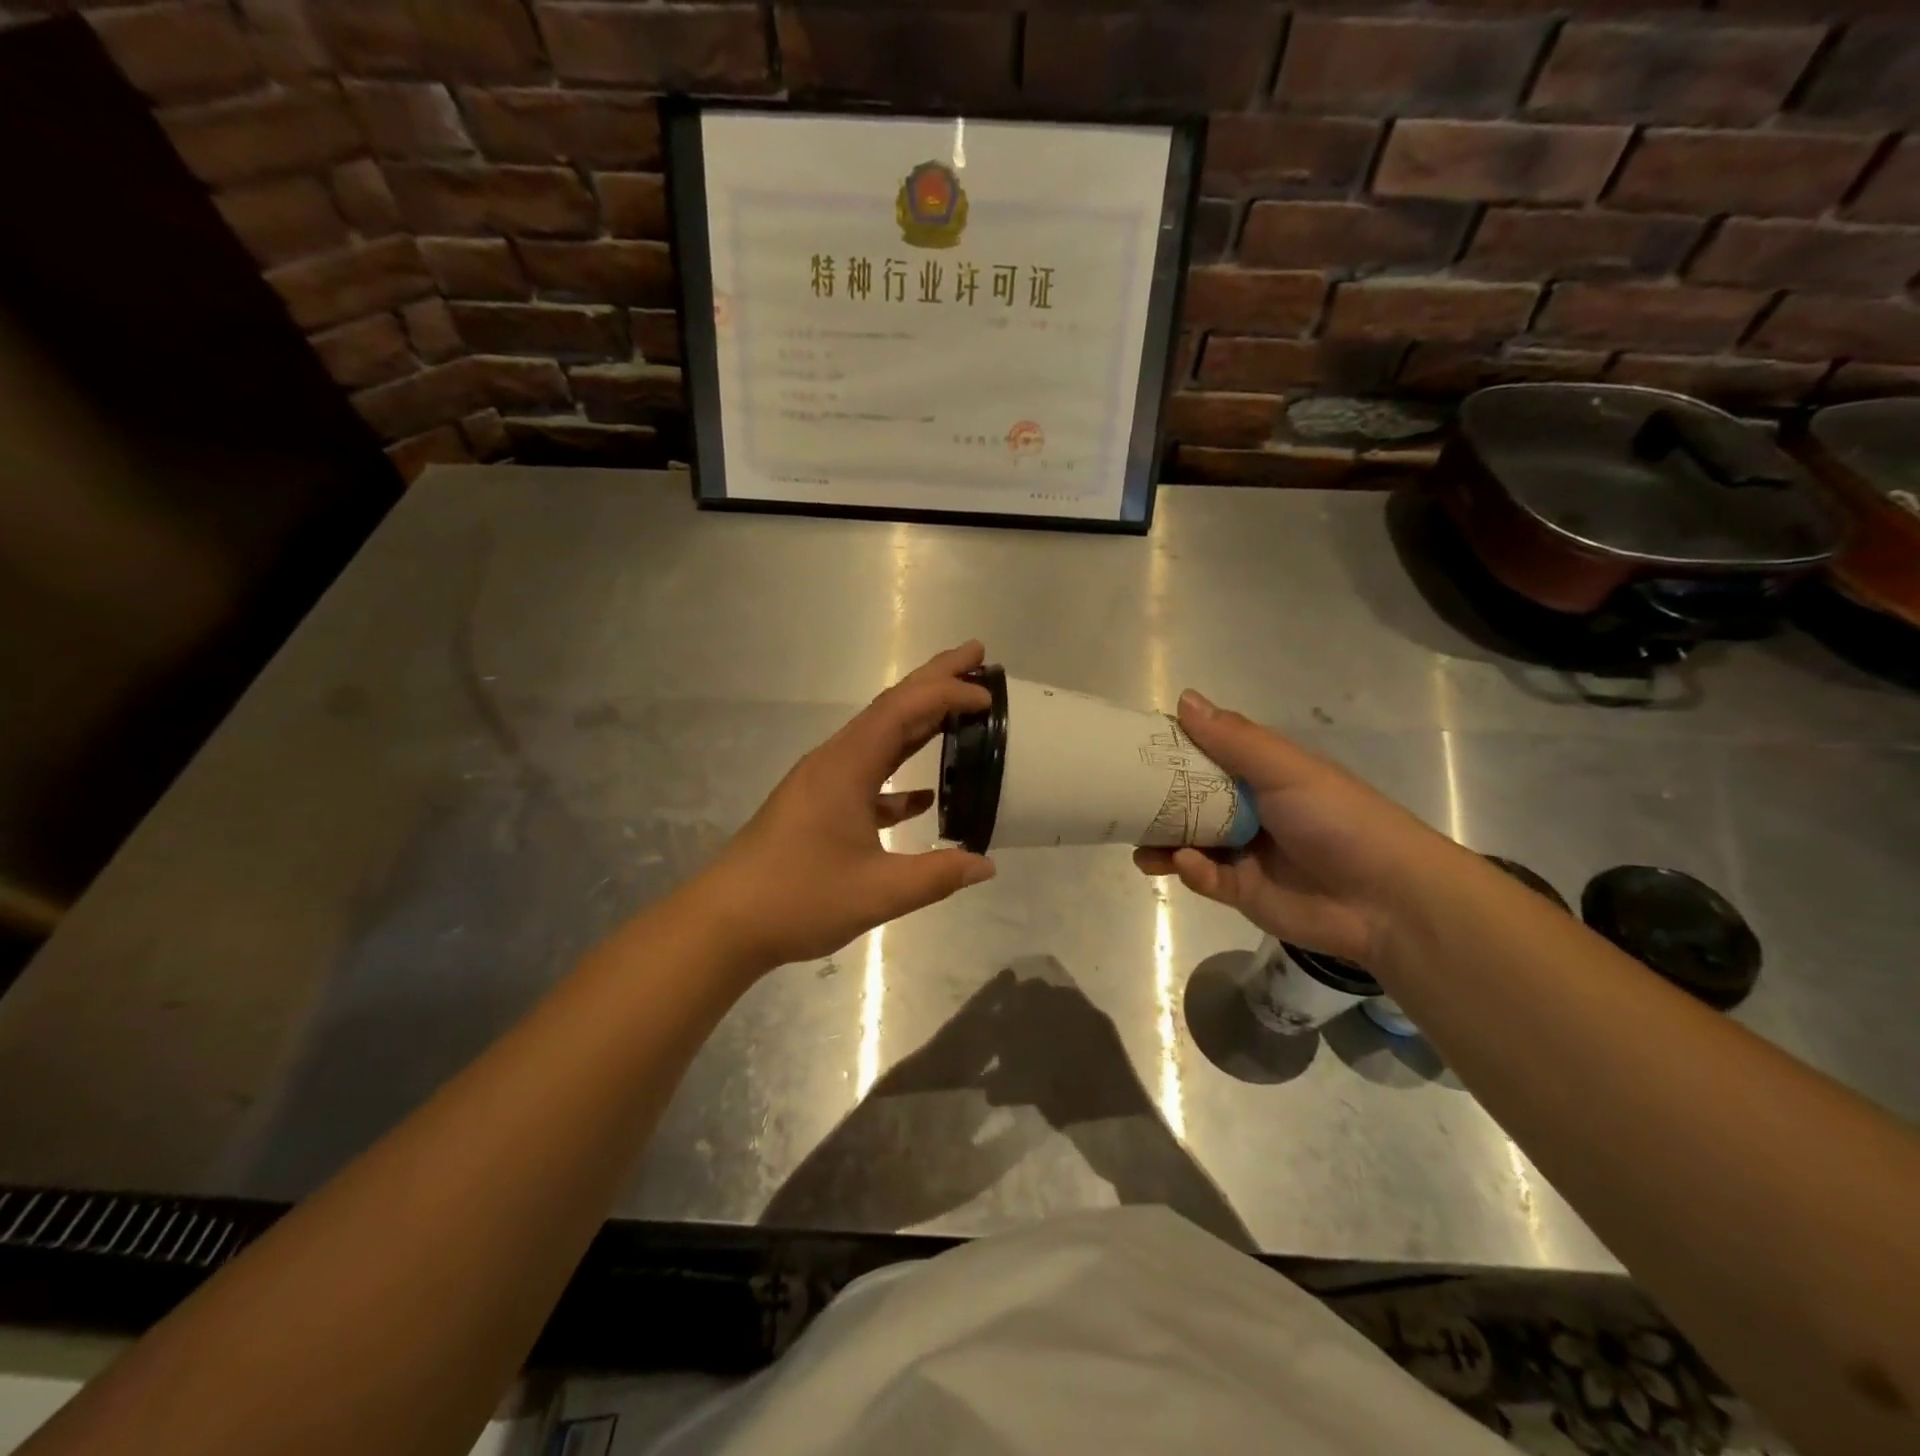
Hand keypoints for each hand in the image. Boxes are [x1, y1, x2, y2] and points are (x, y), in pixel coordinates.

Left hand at [691, 643, 996, 970]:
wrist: (724, 922)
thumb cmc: (798, 899)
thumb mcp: (877, 893)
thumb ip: (937, 876)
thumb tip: (986, 864)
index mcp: (846, 766)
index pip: (902, 711)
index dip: (947, 693)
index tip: (988, 695)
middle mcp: (834, 761)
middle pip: (891, 707)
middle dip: (934, 679)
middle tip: (977, 654)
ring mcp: (823, 782)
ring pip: (879, 738)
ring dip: (919, 720)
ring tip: (960, 708)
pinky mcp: (817, 806)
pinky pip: (867, 776)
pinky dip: (898, 776)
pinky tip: (923, 796)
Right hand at [1134, 691, 1450, 964]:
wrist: (1387, 899)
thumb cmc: (1337, 819)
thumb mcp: (1286, 769)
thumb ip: (1233, 739)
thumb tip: (1183, 698)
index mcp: (1261, 775)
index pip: (1205, 756)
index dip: (1171, 751)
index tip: (1131, 748)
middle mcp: (1247, 810)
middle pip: (1189, 801)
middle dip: (1155, 801)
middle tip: (1118, 798)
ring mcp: (1243, 852)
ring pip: (1189, 842)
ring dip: (1162, 841)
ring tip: (1137, 844)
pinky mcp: (1242, 891)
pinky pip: (1204, 877)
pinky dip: (1191, 870)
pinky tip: (1185, 864)